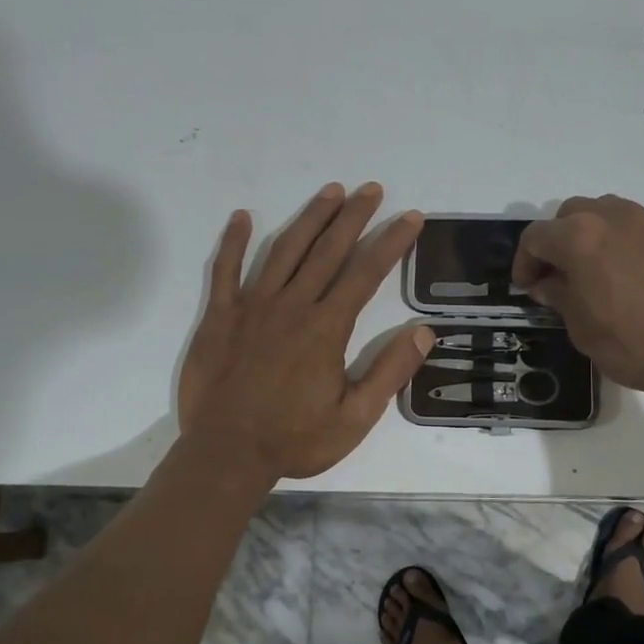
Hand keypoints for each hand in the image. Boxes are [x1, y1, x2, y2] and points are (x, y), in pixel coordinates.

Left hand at [179, 183, 431, 480]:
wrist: (226, 454)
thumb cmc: (294, 439)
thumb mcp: (355, 418)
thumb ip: (389, 373)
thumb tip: (423, 332)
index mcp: (326, 328)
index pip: (366, 273)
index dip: (391, 242)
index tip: (410, 217)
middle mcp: (291, 305)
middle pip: (327, 250)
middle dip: (353, 216)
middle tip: (372, 189)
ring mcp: (251, 306)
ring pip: (284, 250)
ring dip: (309, 218)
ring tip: (330, 192)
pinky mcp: (219, 316)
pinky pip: (224, 270)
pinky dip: (232, 242)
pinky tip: (242, 216)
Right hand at [512, 195, 643, 423]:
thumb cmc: (634, 344)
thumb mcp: (582, 329)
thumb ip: (559, 296)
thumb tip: (547, 283)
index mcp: (580, 237)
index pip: (535, 237)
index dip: (524, 262)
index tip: (527, 287)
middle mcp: (615, 217)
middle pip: (571, 214)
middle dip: (558, 241)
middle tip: (560, 275)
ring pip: (610, 214)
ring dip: (594, 236)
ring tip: (599, 272)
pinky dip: (630, 248)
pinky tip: (639, 281)